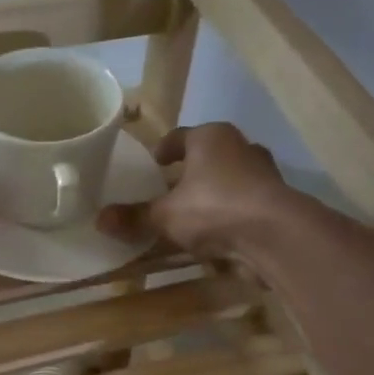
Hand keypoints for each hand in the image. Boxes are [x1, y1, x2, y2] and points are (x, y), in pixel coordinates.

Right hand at [97, 123, 293, 262]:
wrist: (274, 236)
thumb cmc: (214, 208)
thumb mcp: (165, 215)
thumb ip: (135, 217)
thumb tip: (99, 219)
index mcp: (211, 137)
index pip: (180, 136)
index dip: (163, 151)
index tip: (153, 164)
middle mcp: (241, 147)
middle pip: (207, 158)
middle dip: (189, 174)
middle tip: (167, 193)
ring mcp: (263, 175)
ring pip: (228, 182)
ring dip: (210, 197)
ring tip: (189, 218)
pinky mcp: (275, 204)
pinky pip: (242, 207)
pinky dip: (228, 218)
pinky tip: (214, 238)